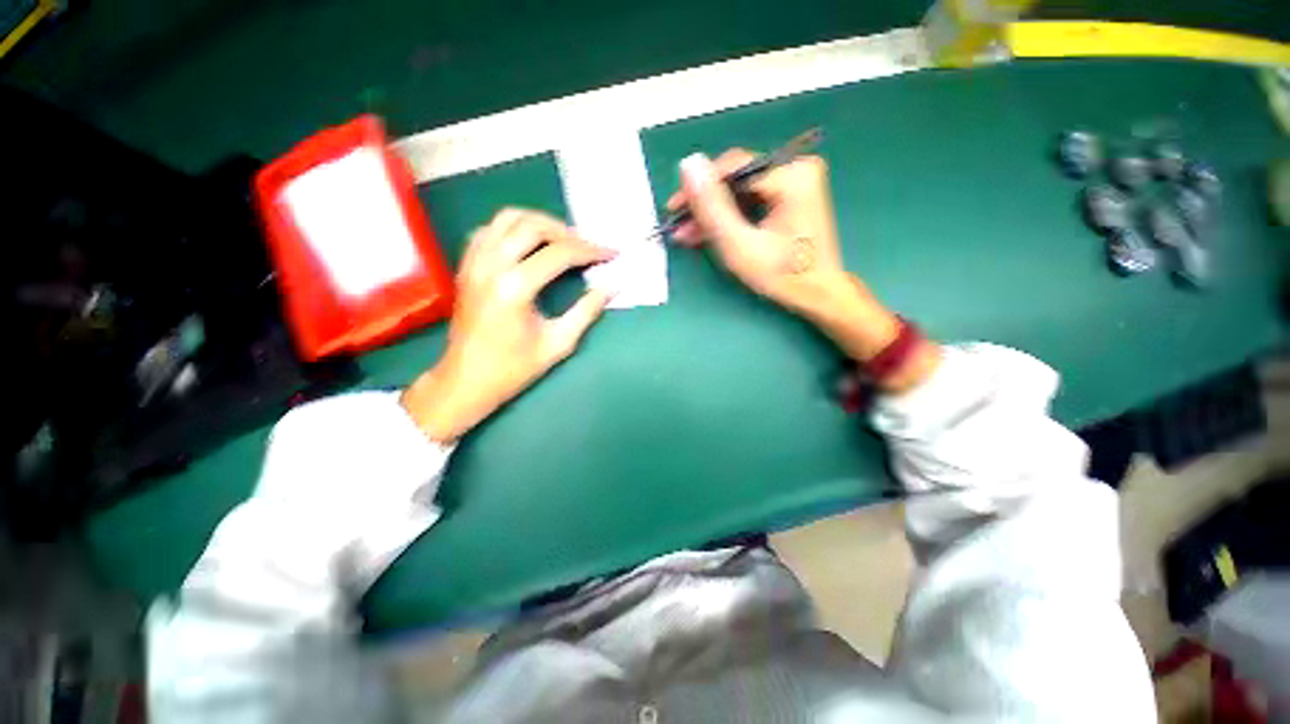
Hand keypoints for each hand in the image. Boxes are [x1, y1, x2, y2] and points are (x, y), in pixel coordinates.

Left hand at [402, 209, 614, 441]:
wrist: (466, 380)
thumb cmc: (513, 368)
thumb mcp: (558, 344)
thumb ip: (587, 311)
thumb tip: (612, 286)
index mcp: (515, 288)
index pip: (560, 253)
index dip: (590, 250)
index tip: (611, 253)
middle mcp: (491, 265)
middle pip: (533, 226)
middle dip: (568, 232)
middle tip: (589, 247)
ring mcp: (474, 262)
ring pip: (508, 218)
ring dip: (540, 223)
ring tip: (563, 239)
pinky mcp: (466, 265)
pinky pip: (490, 229)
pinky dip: (514, 228)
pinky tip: (530, 244)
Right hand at [671, 150, 939, 391]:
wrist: (819, 294)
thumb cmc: (783, 275)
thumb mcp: (740, 245)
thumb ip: (712, 207)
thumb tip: (688, 164)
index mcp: (792, 174)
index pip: (733, 169)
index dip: (699, 188)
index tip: (673, 210)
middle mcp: (796, 168)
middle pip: (736, 179)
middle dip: (705, 205)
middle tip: (680, 227)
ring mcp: (795, 181)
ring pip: (739, 191)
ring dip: (714, 214)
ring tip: (689, 234)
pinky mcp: (790, 195)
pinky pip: (750, 200)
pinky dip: (730, 217)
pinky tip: (710, 232)